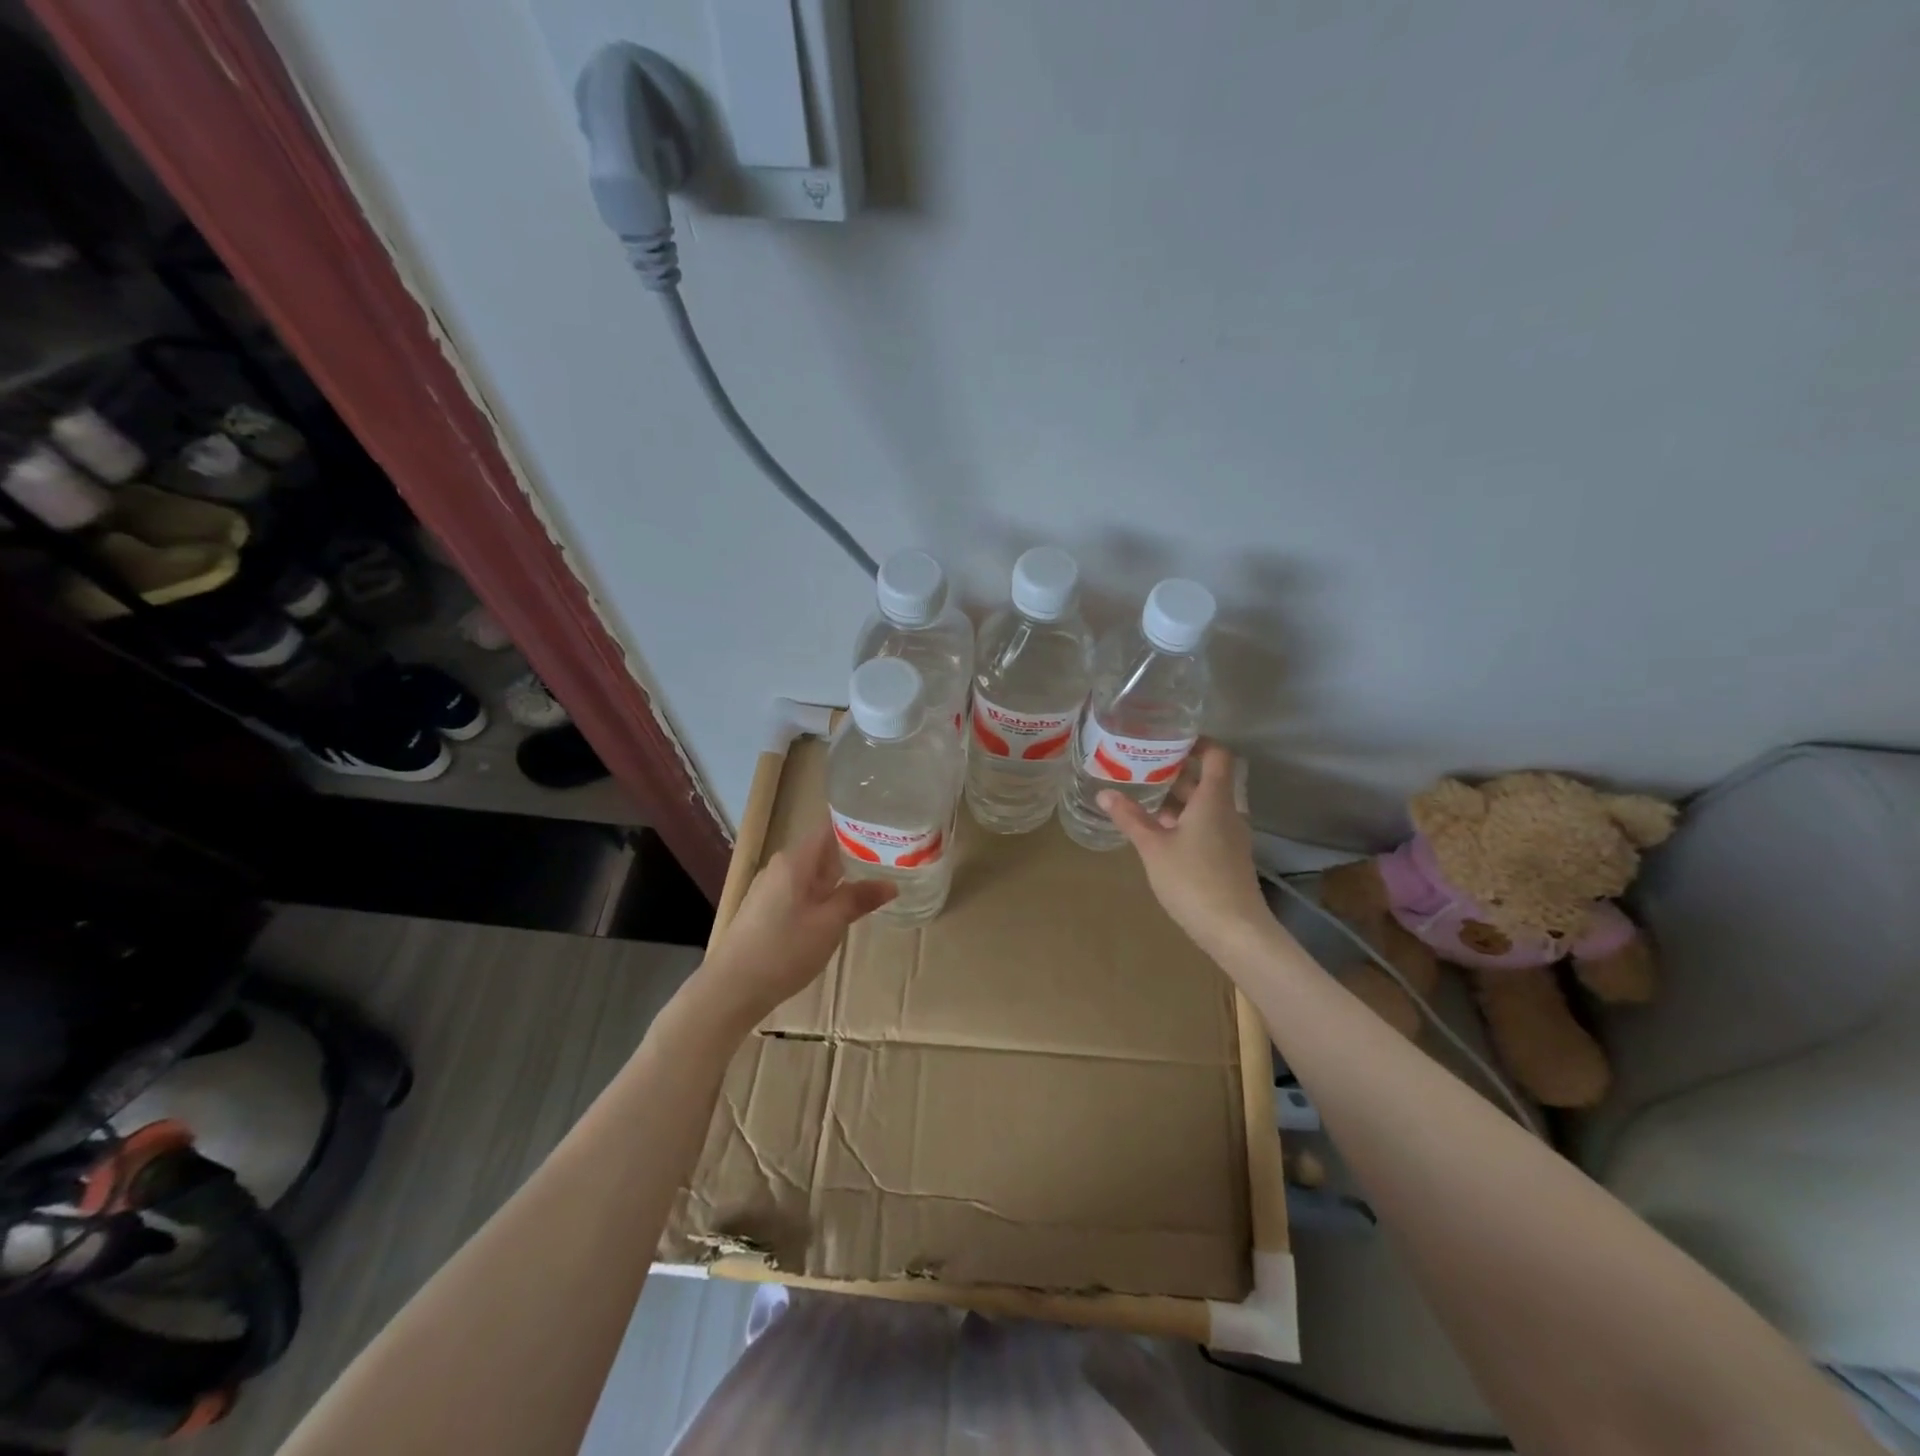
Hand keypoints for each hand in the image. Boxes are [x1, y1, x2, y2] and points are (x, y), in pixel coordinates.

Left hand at [691, 823, 894, 1033]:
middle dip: (856, 853)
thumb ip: (859, 899)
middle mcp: (781, 866)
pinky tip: (841, 908)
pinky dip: (824, 893)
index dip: (859, 825)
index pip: (831, 827)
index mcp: (795, 860)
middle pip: (823, 849)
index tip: (887, 829)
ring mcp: (771, 888)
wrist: (731, 989)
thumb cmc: (783, 950)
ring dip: (841, 877)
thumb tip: (891, 884)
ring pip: (813, 873)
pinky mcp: (766, 909)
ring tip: (875, 881)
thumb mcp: (829, 924)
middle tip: (892, 858)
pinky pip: (802, 890)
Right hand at [1100, 742, 1269, 953]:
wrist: (1235, 930)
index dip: (1198, 743)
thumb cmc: (1193, 880)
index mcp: (1214, 800)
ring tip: (1145, 795)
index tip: (1170, 739)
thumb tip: (1105, 793)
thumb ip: (1130, 818)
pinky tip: (1159, 831)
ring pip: (1206, 805)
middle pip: (1208, 780)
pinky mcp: (1228, 857)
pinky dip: (1185, 820)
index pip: (1217, 756)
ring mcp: (1231, 836)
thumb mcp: (1154, 847)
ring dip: (1179, 798)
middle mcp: (1228, 812)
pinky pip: (1207, 825)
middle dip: (1178, 771)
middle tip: (1144, 765)